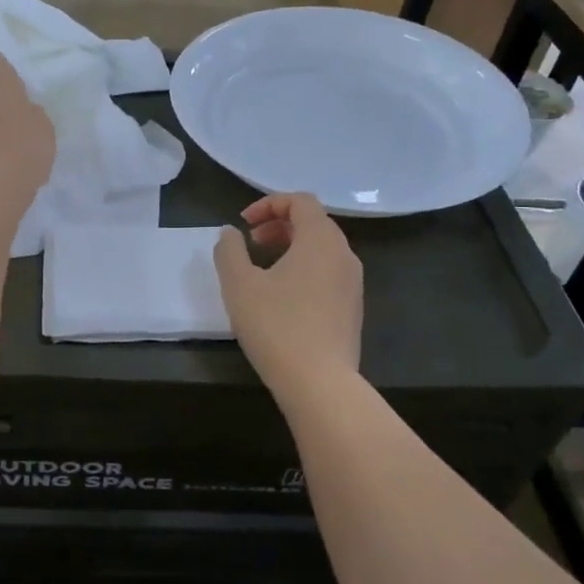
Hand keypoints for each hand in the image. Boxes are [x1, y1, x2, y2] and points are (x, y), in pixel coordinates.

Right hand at [214, 193, 362, 391]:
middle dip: (279, 225)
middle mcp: (344, 255)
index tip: (243, 223)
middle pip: (314, 223)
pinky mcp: (352, 310)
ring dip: (291, 249)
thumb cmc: (276, 325)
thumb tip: (230, 234)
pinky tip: (281, 298)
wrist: (319, 383)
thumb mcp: (239, 284)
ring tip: (262, 270)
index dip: (269, 204)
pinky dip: (304, 270)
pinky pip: (328, 274)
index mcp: (321, 240)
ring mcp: (353, 284)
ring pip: (322, 250)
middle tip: (251, 243)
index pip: (301, 201)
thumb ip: (229, 251)